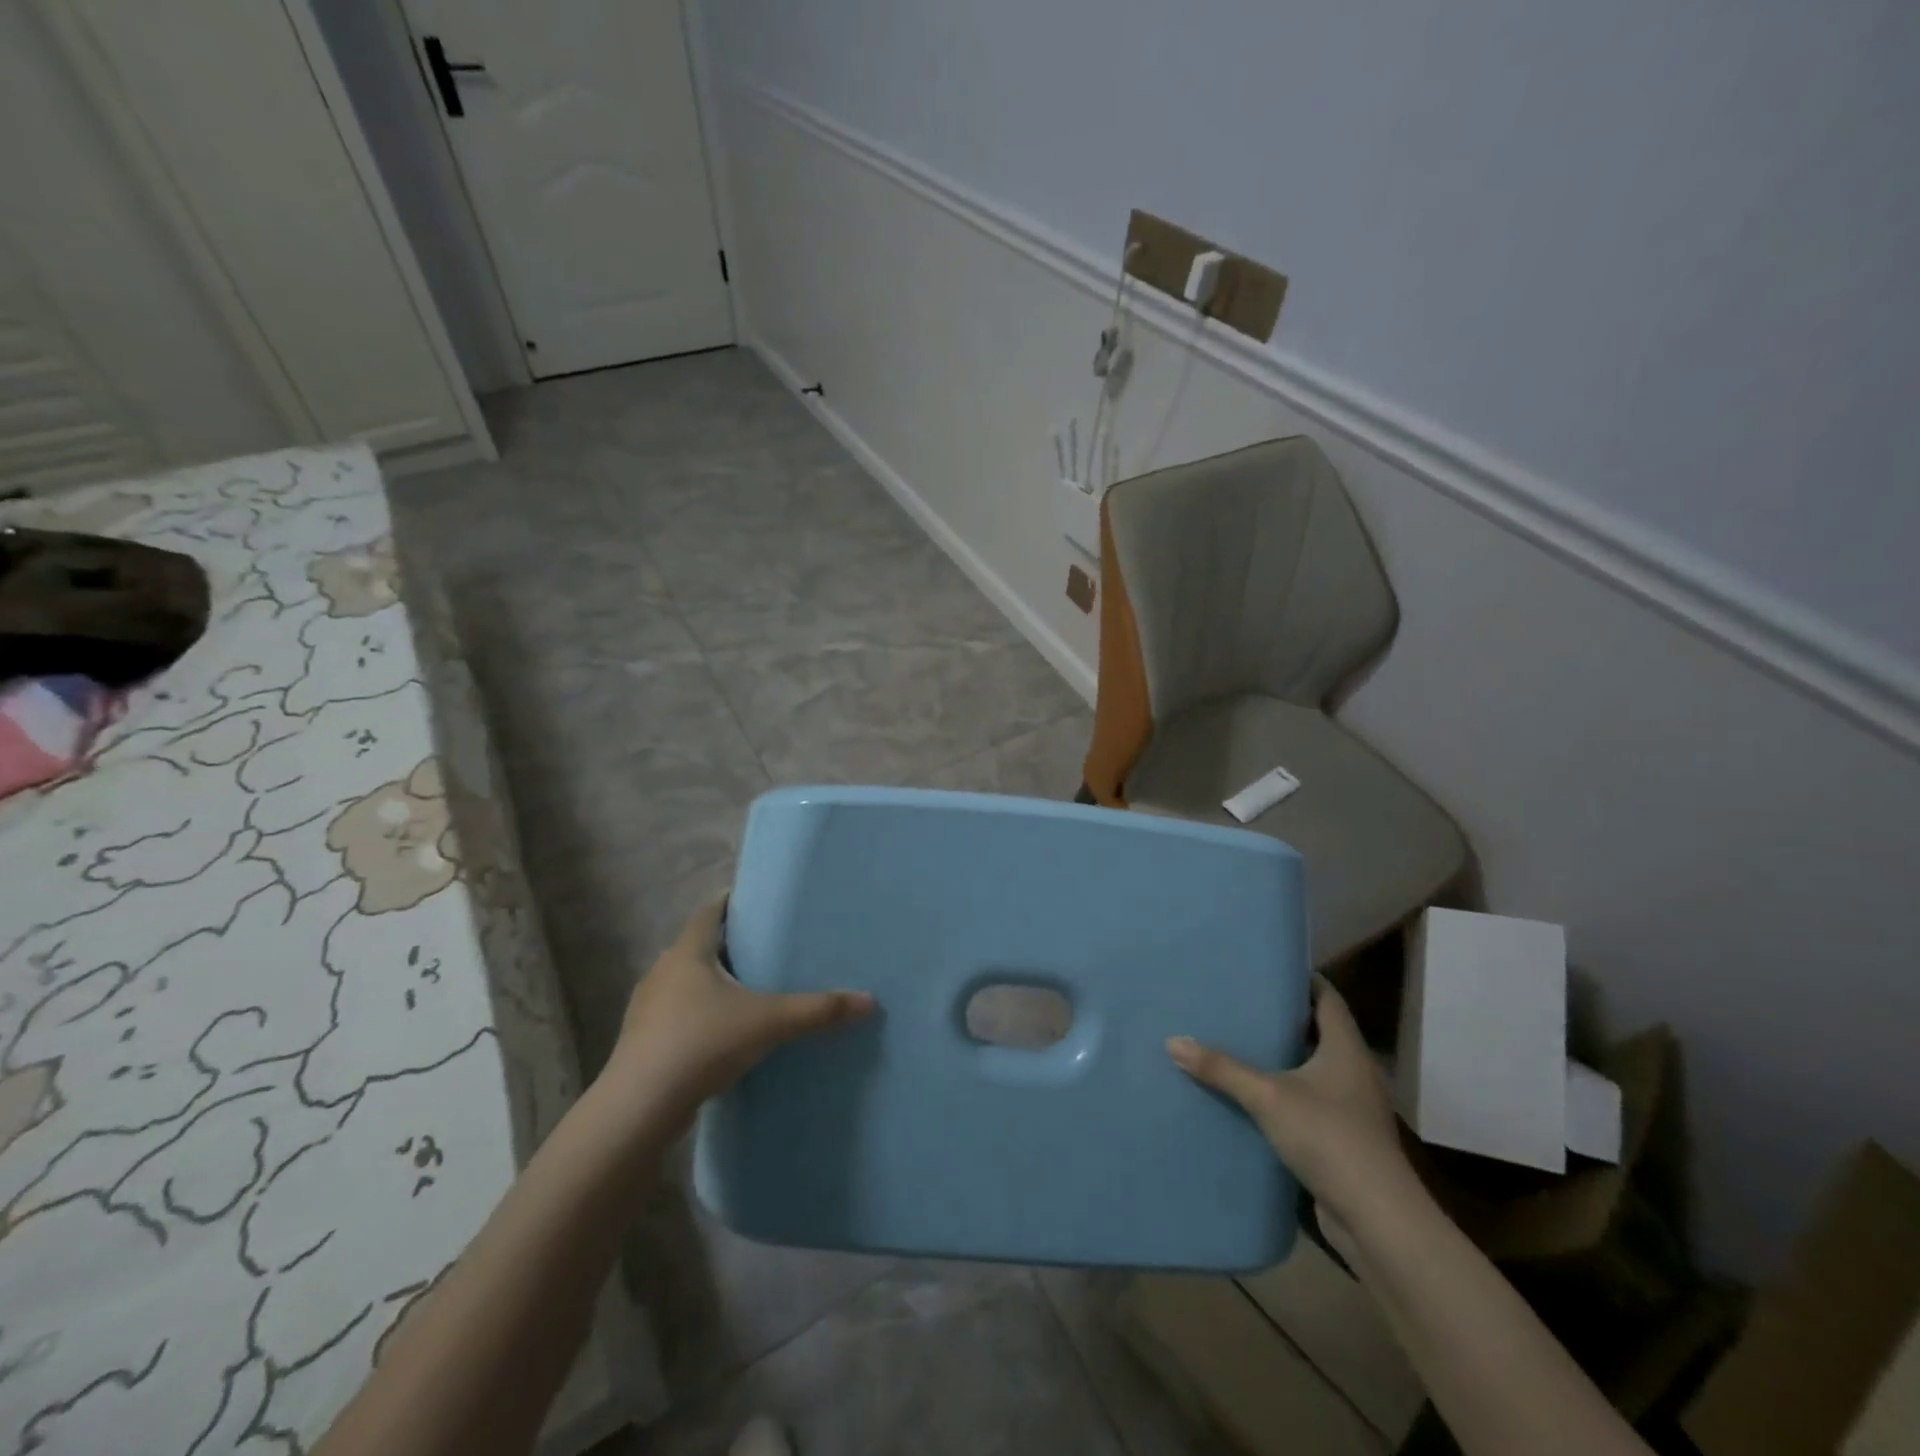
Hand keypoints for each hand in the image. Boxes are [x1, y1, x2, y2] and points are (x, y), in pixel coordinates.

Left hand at [605, 899, 873, 1129]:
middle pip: (697, 947)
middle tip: (764, 948)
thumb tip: (869, 1001)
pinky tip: (721, 1035)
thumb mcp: (769, 1023)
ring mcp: (646, 1010)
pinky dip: (699, 1016)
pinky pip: (676, 1016)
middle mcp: (662, 972)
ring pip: (684, 984)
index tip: (756, 902)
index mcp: (687, 953)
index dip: (730, 903)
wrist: (639, 1109)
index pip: (708, 912)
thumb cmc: (702, 1043)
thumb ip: (818, 1010)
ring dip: (710, 984)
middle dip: (727, 946)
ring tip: (747, 992)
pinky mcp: (642, 1043)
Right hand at [1168, 977, 1411, 1220]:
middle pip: (1319, 1031)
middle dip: (1283, 1018)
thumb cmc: (1329, 1138)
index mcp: (1346, 1048)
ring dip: (1283, 1059)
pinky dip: (1285, 1094)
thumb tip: (1173, 1041)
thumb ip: (1222, 1068)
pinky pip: (1309, 1102)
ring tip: (1239, 1044)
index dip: (1301, 979)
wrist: (1377, 1219)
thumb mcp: (1267, 1097)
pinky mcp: (1344, 1139)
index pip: (1327, 997)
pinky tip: (1253, 1097)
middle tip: (1241, 1003)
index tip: (1266, 969)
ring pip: (1314, 1069)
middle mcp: (1355, 1071)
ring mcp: (1352, 1108)